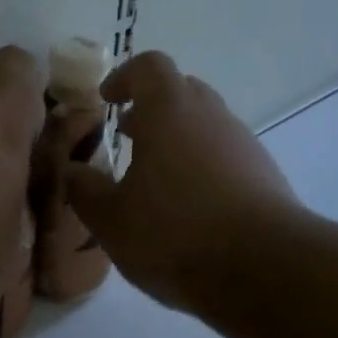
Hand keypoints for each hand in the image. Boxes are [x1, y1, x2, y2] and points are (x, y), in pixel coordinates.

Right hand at [64, 52, 299, 312]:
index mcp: (170, 111)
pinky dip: (203, 168)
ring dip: (178, 141)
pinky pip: (227, 157)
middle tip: (128, 137)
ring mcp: (245, 145)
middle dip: (151, 109)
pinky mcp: (266, 177)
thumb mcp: (111, 219)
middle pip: (182, 91)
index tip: (107, 101)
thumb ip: (84, 190)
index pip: (149, 67)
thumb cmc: (174, 233)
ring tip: (155, 181)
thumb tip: (72, 171)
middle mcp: (211, 116)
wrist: (266, 270)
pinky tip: (190, 210)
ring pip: (206, 126)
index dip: (124, 77)